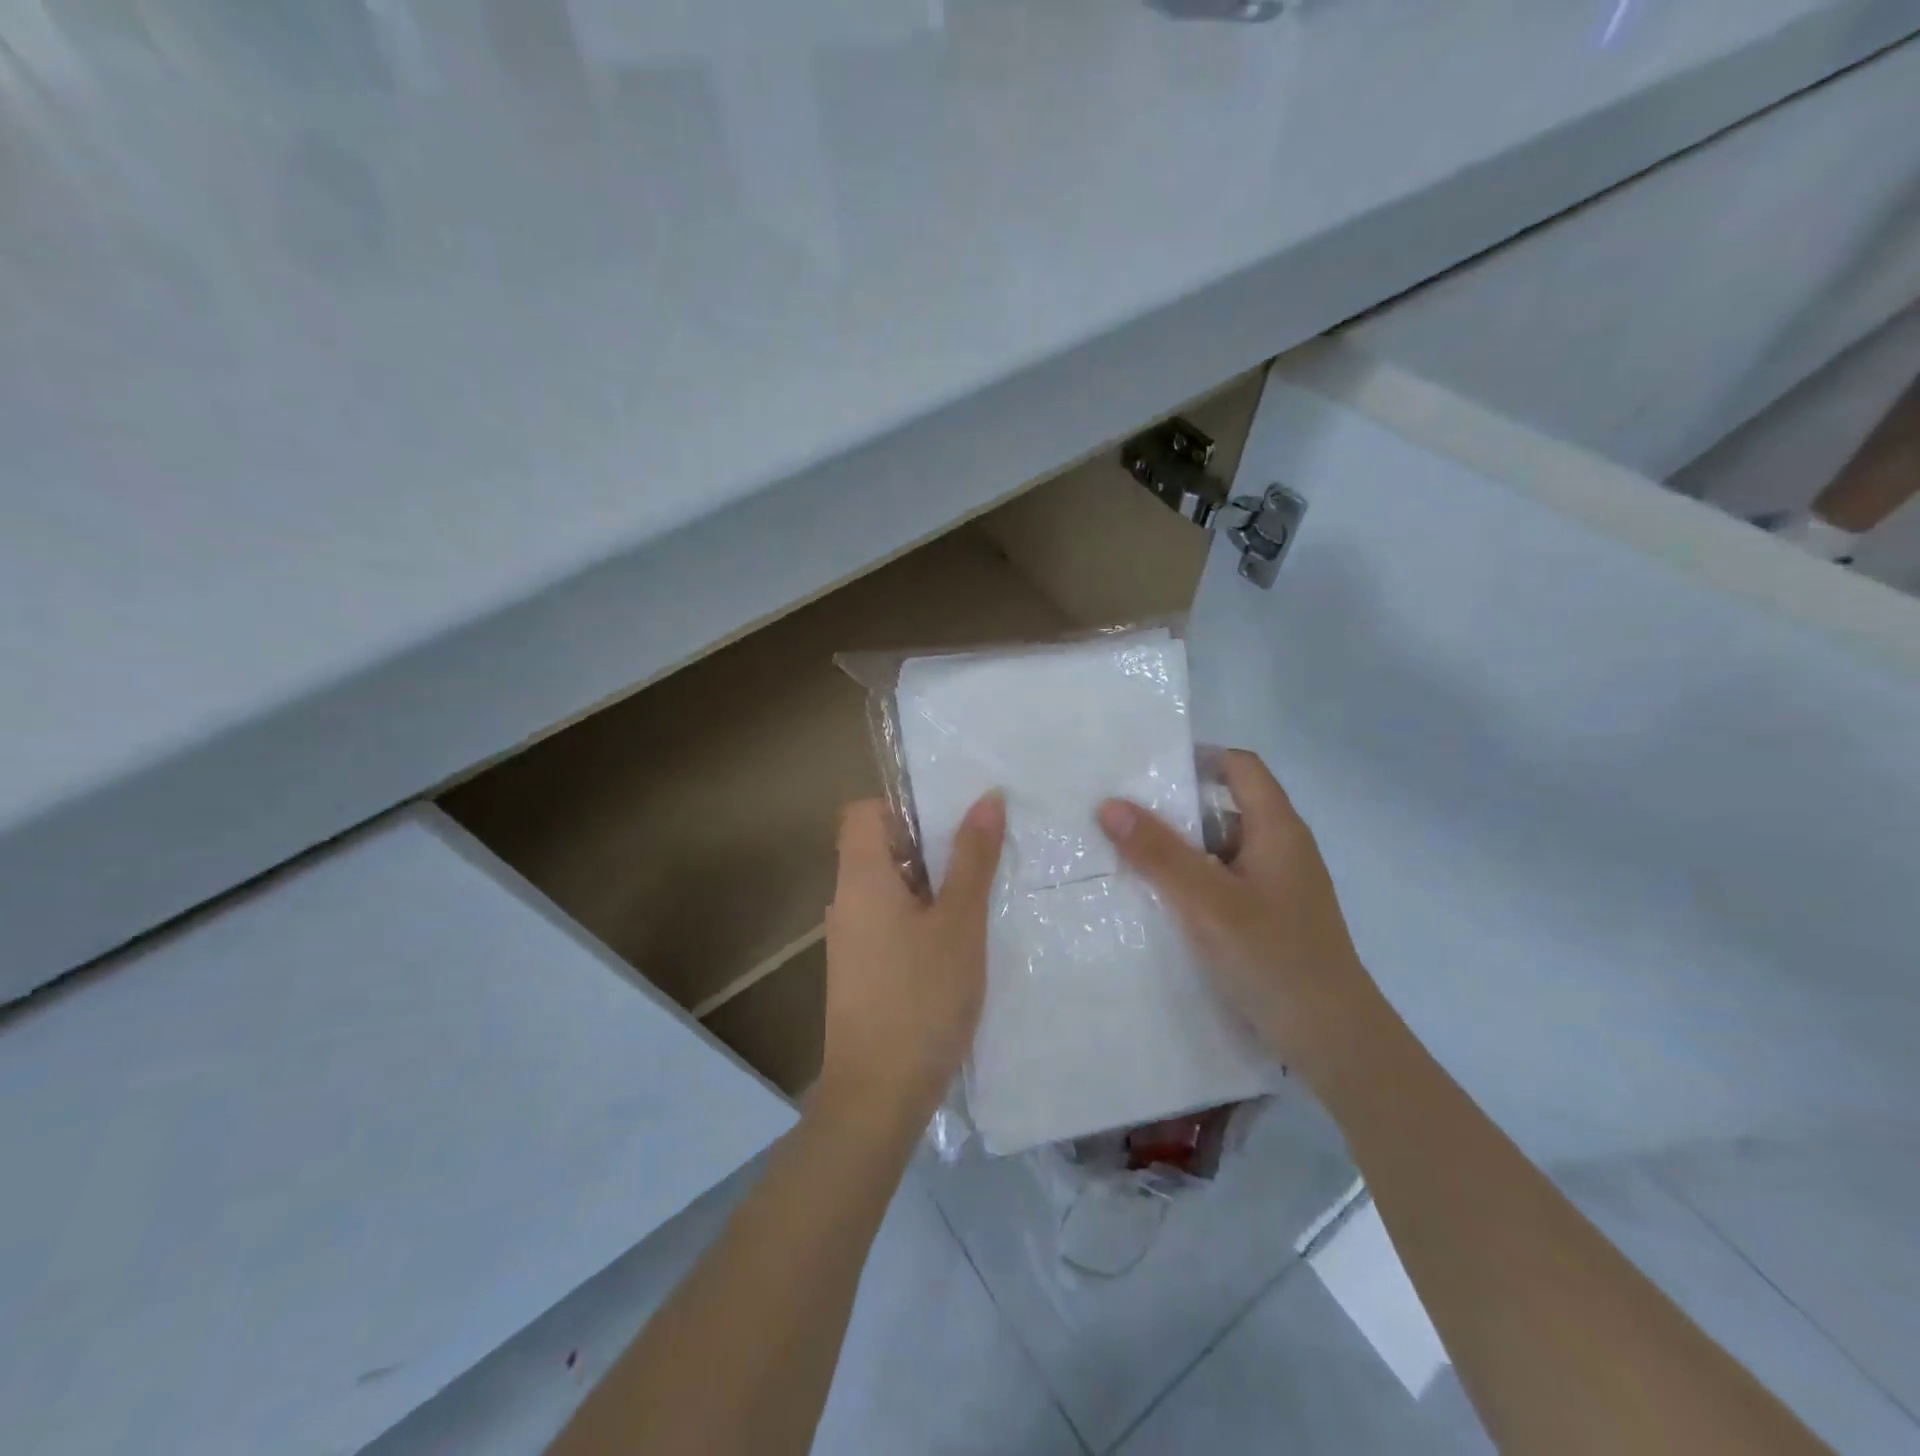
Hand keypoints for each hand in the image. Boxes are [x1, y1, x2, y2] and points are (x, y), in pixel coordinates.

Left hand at [817, 793, 1005, 1128]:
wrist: (878, 1095)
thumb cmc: (921, 997)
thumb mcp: (960, 923)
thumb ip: (973, 858)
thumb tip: (987, 797)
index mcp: (861, 877)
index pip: (864, 812)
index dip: (904, 805)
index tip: (951, 819)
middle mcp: (847, 901)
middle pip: (880, 847)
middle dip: (930, 844)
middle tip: (983, 851)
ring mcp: (851, 939)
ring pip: (890, 888)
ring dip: (932, 883)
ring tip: (983, 891)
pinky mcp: (862, 970)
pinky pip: (890, 921)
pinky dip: (922, 917)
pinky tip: (961, 940)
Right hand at [1096, 750, 1385, 1087]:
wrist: (1334, 1039)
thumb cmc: (1273, 958)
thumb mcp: (1207, 902)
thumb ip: (1158, 853)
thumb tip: (1109, 805)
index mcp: (1277, 829)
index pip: (1240, 767)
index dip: (1197, 759)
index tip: (1146, 769)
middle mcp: (1282, 848)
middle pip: (1225, 807)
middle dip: (1174, 809)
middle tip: (1120, 815)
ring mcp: (1278, 885)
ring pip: (1221, 849)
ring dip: (1179, 850)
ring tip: (1126, 856)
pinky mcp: (1270, 917)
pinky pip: (1224, 881)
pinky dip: (1193, 881)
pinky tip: (1159, 900)